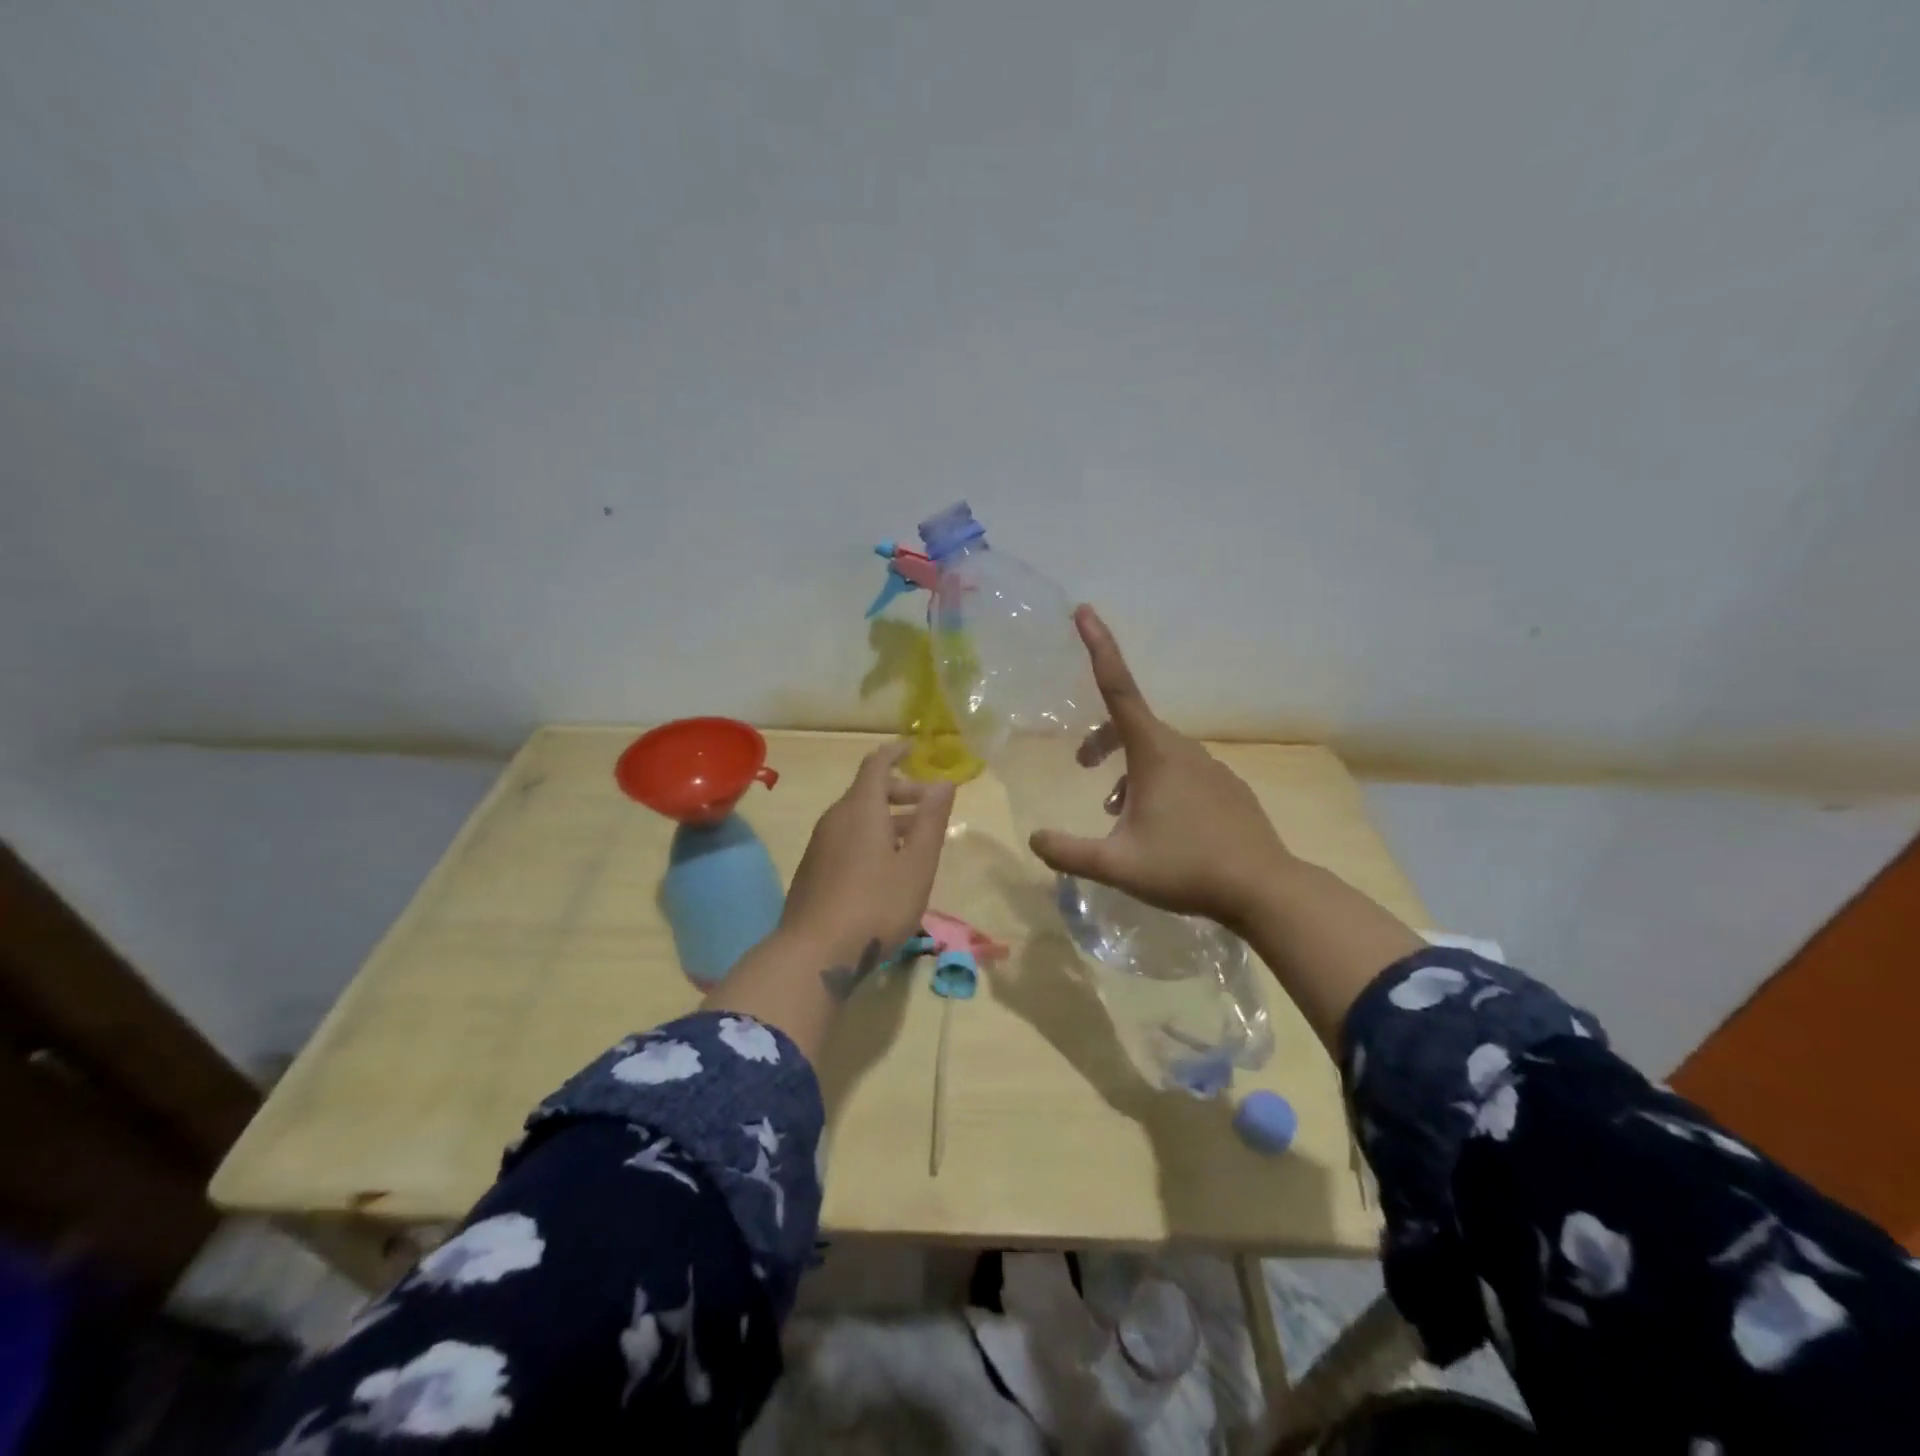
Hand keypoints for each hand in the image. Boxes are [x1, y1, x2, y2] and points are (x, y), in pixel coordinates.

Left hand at [780, 743, 955, 965]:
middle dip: (901, 792)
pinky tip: (888, 866)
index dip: (896, 752)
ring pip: (858, 817)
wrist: (814, 952)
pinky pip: (847, 837)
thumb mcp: (917, 864)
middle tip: (930, 807)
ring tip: (917, 839)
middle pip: (868, 791)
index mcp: (861, 809)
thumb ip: (931, 821)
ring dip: (889, 819)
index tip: (915, 748)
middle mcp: (836, 818)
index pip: (877, 764)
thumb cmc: (876, 904)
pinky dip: (871, 837)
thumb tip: (943, 782)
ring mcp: (820, 844)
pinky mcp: (814, 869)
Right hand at [1028, 606, 1293, 932]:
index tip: (1084, 610)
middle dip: (1101, 740)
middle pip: (1131, 726)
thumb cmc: (1187, 868)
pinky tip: (1159, 825)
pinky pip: (1181, 771)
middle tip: (1081, 765)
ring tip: (1116, 812)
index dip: (1098, 647)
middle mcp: (1183, 749)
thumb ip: (1068, 852)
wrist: (1265, 888)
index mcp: (1154, 752)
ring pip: (1156, 753)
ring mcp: (1210, 767)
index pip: (1118, 687)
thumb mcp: (1117, 865)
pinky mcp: (1227, 787)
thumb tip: (1034, 840)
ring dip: (1127, 770)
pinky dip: (1157, 784)